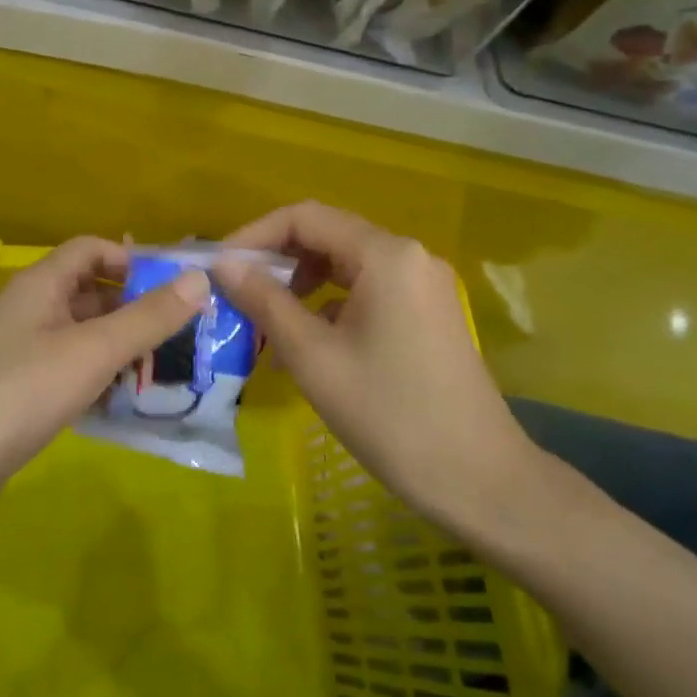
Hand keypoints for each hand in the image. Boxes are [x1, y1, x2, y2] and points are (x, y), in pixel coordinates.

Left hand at [0, 238, 208, 557]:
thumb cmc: (17, 395)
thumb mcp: (91, 351)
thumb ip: (147, 317)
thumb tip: (199, 278)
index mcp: (42, 286)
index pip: (91, 250)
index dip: (133, 260)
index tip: (177, 288)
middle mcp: (31, 313)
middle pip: (92, 295)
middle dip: (138, 311)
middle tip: (187, 337)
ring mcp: (23, 358)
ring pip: (84, 340)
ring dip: (123, 352)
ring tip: (171, 374)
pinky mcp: (20, 399)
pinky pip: (71, 377)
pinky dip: (100, 384)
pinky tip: (129, 408)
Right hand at [217, 202, 542, 534]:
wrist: (478, 479)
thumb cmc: (390, 415)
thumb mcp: (314, 358)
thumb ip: (265, 302)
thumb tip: (223, 265)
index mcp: (385, 255)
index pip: (305, 217)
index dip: (254, 235)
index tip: (218, 267)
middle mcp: (408, 256)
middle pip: (326, 236)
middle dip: (276, 262)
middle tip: (236, 296)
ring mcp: (422, 284)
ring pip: (344, 266)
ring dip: (300, 286)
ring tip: (265, 325)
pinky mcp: (426, 312)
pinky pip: (365, 291)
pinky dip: (329, 306)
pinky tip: (305, 345)